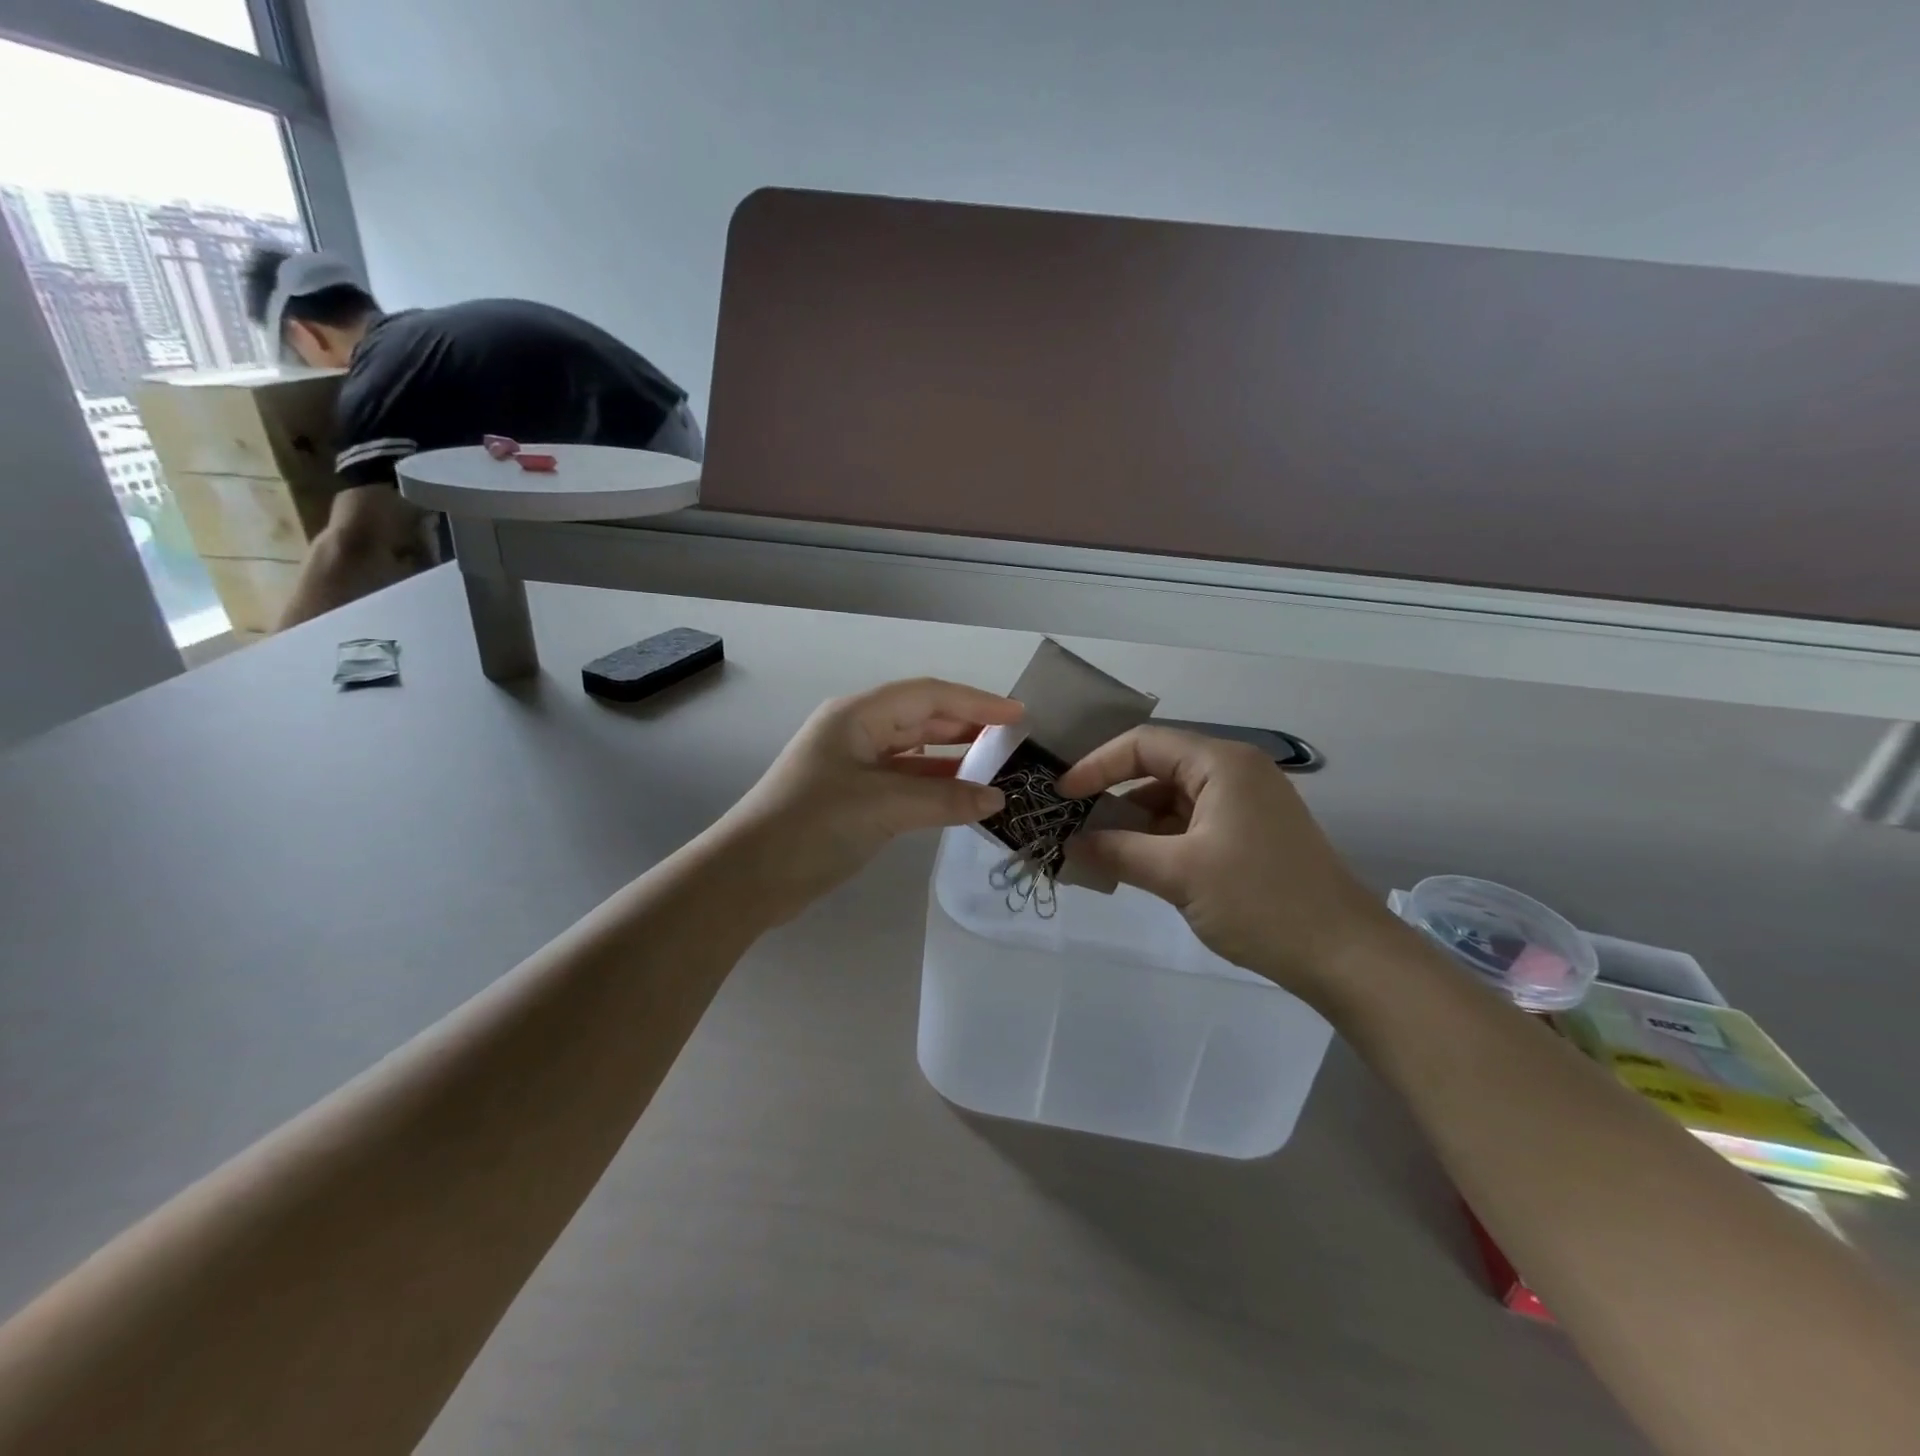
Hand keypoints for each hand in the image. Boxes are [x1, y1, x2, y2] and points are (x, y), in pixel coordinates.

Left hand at [710, 678, 1021, 922]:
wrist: (748, 877)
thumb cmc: (813, 826)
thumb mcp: (883, 806)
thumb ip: (945, 798)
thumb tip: (998, 799)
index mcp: (857, 716)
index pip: (929, 695)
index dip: (976, 702)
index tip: (1019, 716)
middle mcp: (855, 731)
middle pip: (921, 718)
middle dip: (967, 726)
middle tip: (1012, 741)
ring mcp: (852, 765)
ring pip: (913, 751)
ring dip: (952, 758)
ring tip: (996, 767)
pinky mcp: (852, 797)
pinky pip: (903, 781)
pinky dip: (933, 785)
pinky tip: (961, 796)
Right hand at [1058, 726, 1398, 999]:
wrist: (1344, 955)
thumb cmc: (1260, 901)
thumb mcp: (1178, 874)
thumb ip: (1117, 851)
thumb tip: (1068, 844)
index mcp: (1222, 763)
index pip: (1143, 744)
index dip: (1096, 765)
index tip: (1061, 795)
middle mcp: (1235, 771)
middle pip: (1157, 768)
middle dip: (1112, 795)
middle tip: (1071, 822)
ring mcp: (1244, 803)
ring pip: (1171, 800)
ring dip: (1133, 823)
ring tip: (1095, 851)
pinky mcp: (1248, 833)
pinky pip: (1190, 824)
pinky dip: (1158, 840)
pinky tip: (1132, 864)